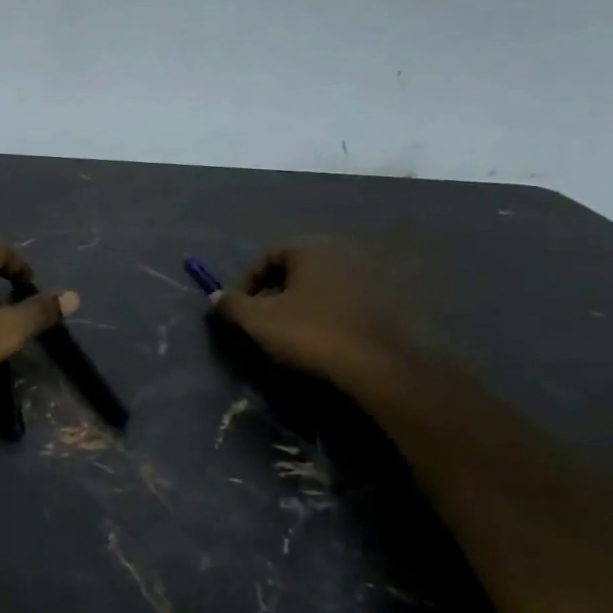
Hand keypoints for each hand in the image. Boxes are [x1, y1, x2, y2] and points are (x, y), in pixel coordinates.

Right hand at [211, 237, 418, 385]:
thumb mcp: (259, 322)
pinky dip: (337, 310)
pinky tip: (332, 335)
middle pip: (300, 266)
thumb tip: (216, 296)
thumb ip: (232, 305)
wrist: (385, 365)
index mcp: (310, 247)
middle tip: (268, 318)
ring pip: (328, 282)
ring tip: (299, 329)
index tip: (242, 307)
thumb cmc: (314, 334)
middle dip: (279, 289)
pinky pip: (354, 298)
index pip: (268, 254)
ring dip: (309, 300)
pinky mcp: (396, 296)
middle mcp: (343, 249)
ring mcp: (374, 272)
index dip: (249, 280)